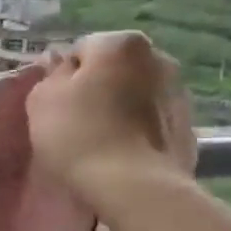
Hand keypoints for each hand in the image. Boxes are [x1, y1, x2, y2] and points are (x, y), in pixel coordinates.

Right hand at [27, 32, 195, 209]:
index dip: (64, 76)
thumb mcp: (41, 100)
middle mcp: (159, 59)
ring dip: (119, 109)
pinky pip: (151, 122)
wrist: (133, 186)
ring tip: (98, 141)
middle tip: (74, 120)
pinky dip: (137, 130)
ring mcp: (179, 94)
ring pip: (135, 95)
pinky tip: (120, 154)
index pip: (82, 50)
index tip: (56, 103)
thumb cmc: (78, 134)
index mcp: (122, 44)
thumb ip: (50, 75)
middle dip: (97, 88)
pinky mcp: (188, 128)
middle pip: (114, 70)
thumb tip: (62, 66)